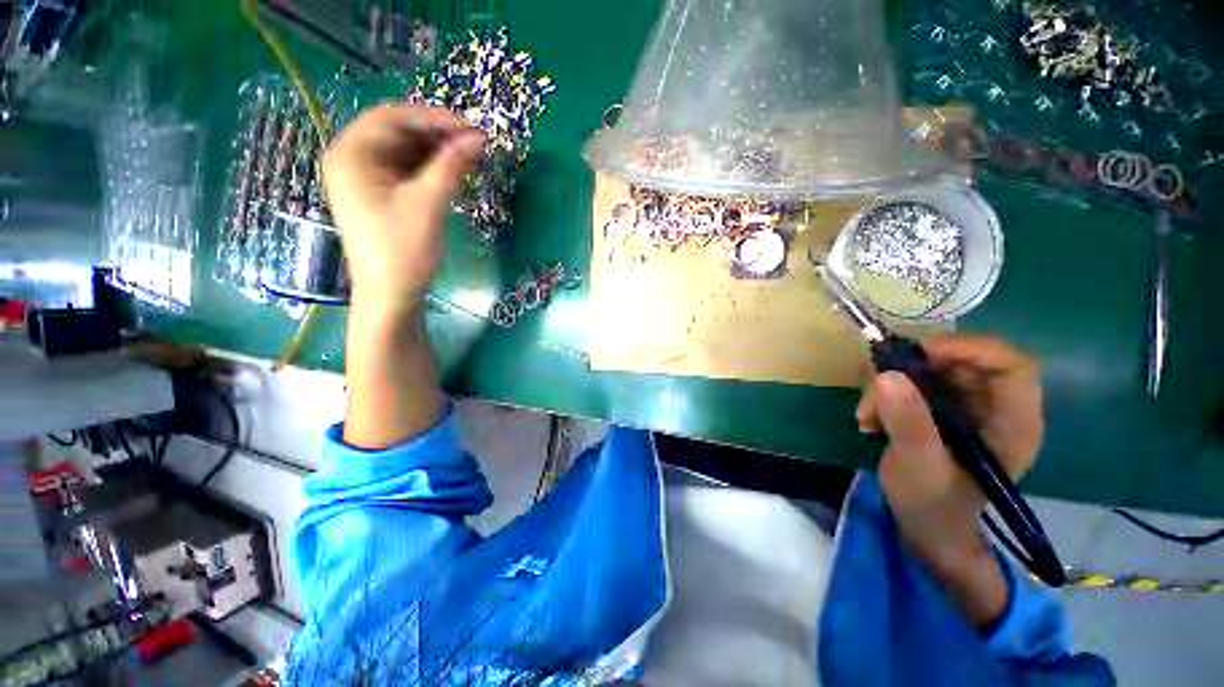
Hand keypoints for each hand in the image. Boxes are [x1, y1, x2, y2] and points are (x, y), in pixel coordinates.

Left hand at [323, 105, 484, 313]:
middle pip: (397, 133)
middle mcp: (352, 160)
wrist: (392, 296)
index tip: (470, 126)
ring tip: (469, 158)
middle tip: (473, 142)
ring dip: (437, 152)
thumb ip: (452, 166)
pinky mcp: (380, 197)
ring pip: (404, 152)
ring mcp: (365, 180)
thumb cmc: (403, 250)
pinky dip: (431, 169)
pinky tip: (453, 173)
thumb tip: (478, 137)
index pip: (392, 118)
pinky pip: (406, 171)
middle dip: (437, 135)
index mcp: (351, 155)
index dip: (433, 117)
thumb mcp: (428, 204)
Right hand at [855, 336, 1043, 624]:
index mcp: (1013, 423)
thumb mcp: (919, 466)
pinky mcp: (942, 410)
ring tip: (868, 415)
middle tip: (877, 388)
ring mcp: (967, 407)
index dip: (969, 349)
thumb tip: (887, 374)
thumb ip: (908, 422)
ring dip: (891, 385)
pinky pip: (913, 383)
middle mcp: (995, 407)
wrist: (928, 529)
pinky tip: (871, 419)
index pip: (1010, 365)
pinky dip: (886, 394)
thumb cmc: (934, 506)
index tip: (919, 356)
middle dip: (913, 370)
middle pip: (962, 361)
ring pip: (931, 370)